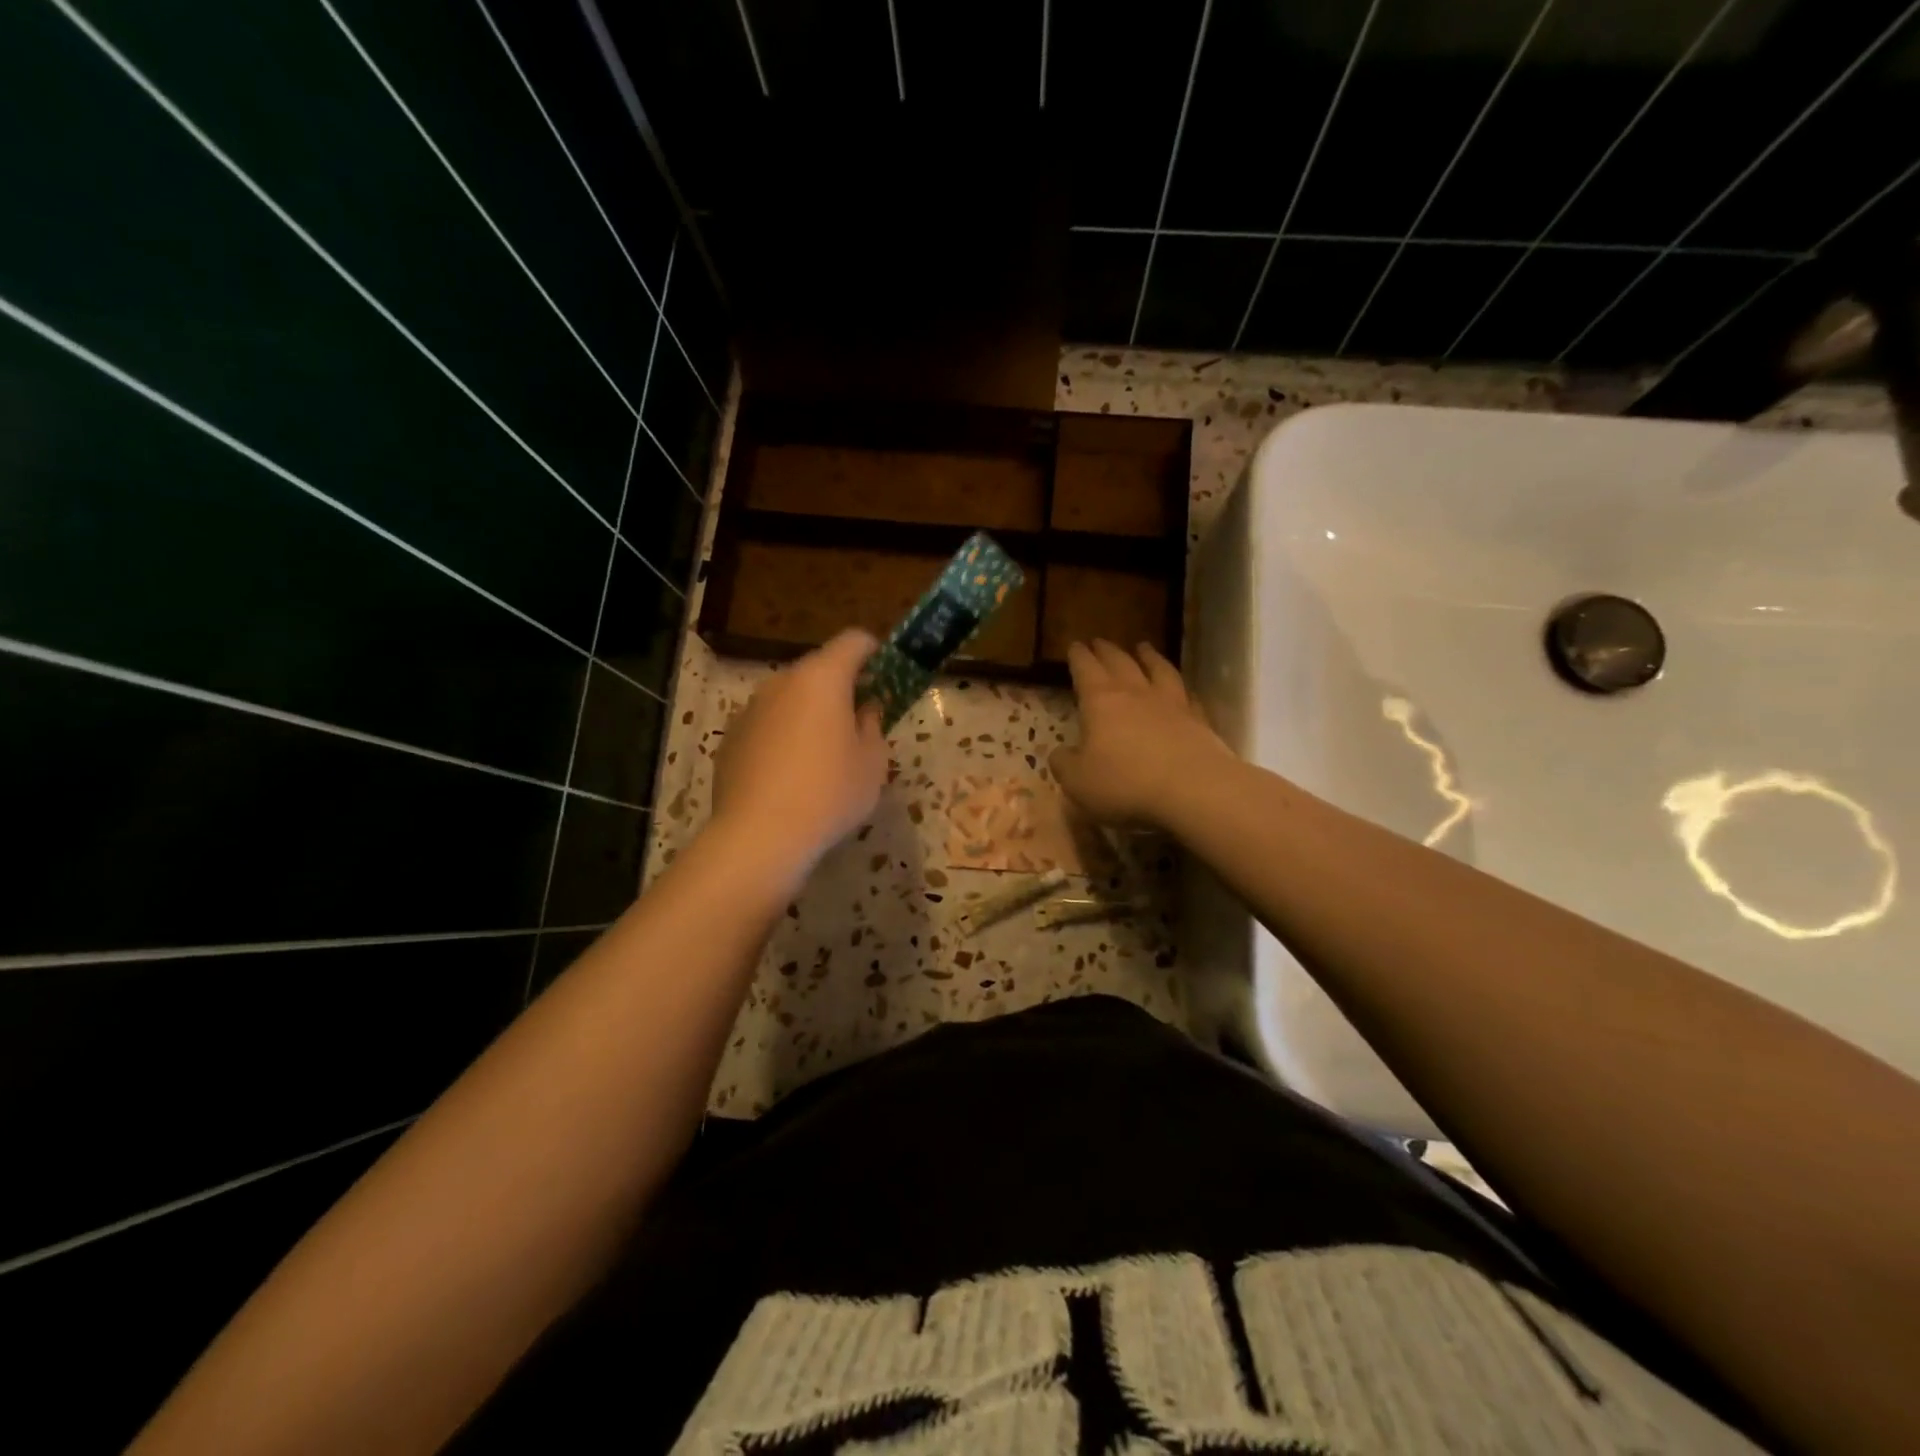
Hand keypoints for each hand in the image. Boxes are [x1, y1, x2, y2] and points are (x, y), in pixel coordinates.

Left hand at [711, 630, 889, 882]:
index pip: (852, 641)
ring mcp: (751, 708)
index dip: (873, 651)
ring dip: (809, 711)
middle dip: (840, 686)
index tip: (884, 674)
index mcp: (822, 678)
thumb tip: (864, 710)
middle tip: (858, 719)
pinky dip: (782, 735)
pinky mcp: (730, 737)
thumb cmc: (829, 793)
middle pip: (818, 668)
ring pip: (789, 696)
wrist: (758, 835)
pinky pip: (766, 723)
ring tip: (821, 751)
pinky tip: (789, 773)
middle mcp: (782, 682)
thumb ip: (873, 726)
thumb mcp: (872, 763)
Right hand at [1050, 640, 1234, 827]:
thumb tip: (1060, 753)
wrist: (1193, 789)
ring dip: (1149, 657)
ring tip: (1143, 647)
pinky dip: (1181, 688)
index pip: (1085, 669)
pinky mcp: (1199, 720)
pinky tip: (1182, 689)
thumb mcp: (1078, 781)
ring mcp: (1171, 703)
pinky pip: (1188, 696)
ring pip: (1158, 670)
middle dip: (1107, 651)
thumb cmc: (1125, 783)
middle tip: (1099, 642)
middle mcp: (1136, 693)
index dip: (1078, 656)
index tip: (1074, 645)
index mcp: (1101, 701)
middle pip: (1120, 662)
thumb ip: (1064, 764)